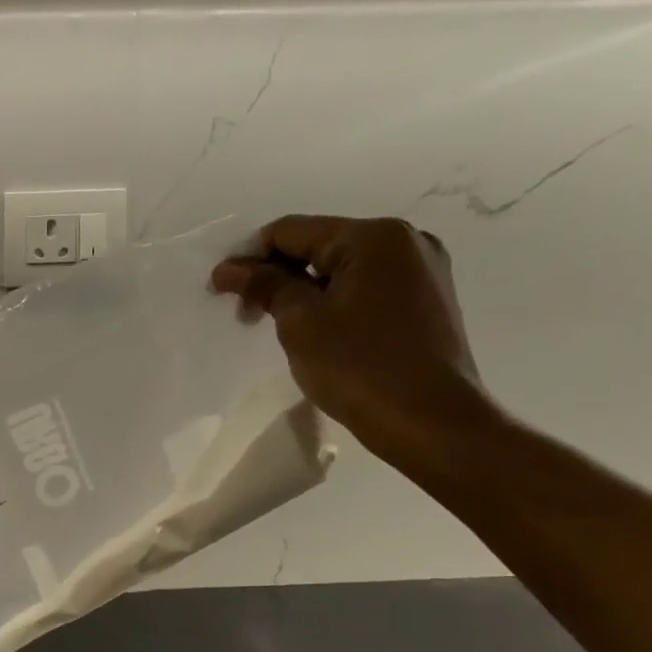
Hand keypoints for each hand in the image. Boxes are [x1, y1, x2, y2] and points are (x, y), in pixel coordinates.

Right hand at [210, 215, 493, 469]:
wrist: (430, 421)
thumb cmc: (359, 365)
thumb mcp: (300, 321)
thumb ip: (264, 285)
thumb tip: (227, 268)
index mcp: (373, 236)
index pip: (291, 231)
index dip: (249, 257)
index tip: (220, 291)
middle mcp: (405, 241)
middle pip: (318, 245)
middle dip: (276, 275)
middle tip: (245, 315)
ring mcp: (422, 270)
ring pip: (341, 269)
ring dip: (303, 291)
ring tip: (279, 328)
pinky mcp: (426, 301)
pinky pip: (365, 288)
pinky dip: (333, 302)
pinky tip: (318, 333)